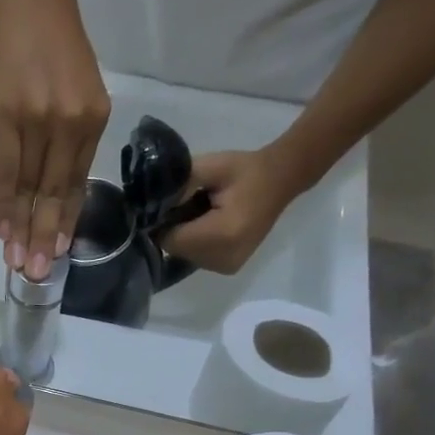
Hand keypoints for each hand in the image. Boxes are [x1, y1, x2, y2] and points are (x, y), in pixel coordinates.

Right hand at [0, 0, 110, 280]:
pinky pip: (9, 171)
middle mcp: (73, 123)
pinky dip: (5, 203)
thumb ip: (65, 129)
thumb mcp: (70, 83)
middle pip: (57, 192)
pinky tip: (2, 229)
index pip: (76, 181)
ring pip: (33, 189)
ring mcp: (42, 120)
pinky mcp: (10, 115)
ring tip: (19, 264)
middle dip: (45, 236)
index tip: (56, 252)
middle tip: (38, 274)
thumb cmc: (47, 30)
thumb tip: (46, 174)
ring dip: (23, 230)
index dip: (63, 220)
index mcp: (93, 116)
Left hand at [159, 146, 306, 274]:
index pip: (169, 239)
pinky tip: (208, 225)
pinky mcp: (229, 268)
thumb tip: (152, 203)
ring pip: (183, 255)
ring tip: (201, 214)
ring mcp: (227, 266)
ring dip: (184, 237)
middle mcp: (223, 258)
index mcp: (221, 234)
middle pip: (175, 249)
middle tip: (189, 205)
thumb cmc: (245, 170)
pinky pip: (196, 257)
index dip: (162, 221)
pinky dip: (195, 243)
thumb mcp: (211, 166)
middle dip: (174, 228)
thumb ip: (179, 184)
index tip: (171, 203)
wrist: (282, 179)